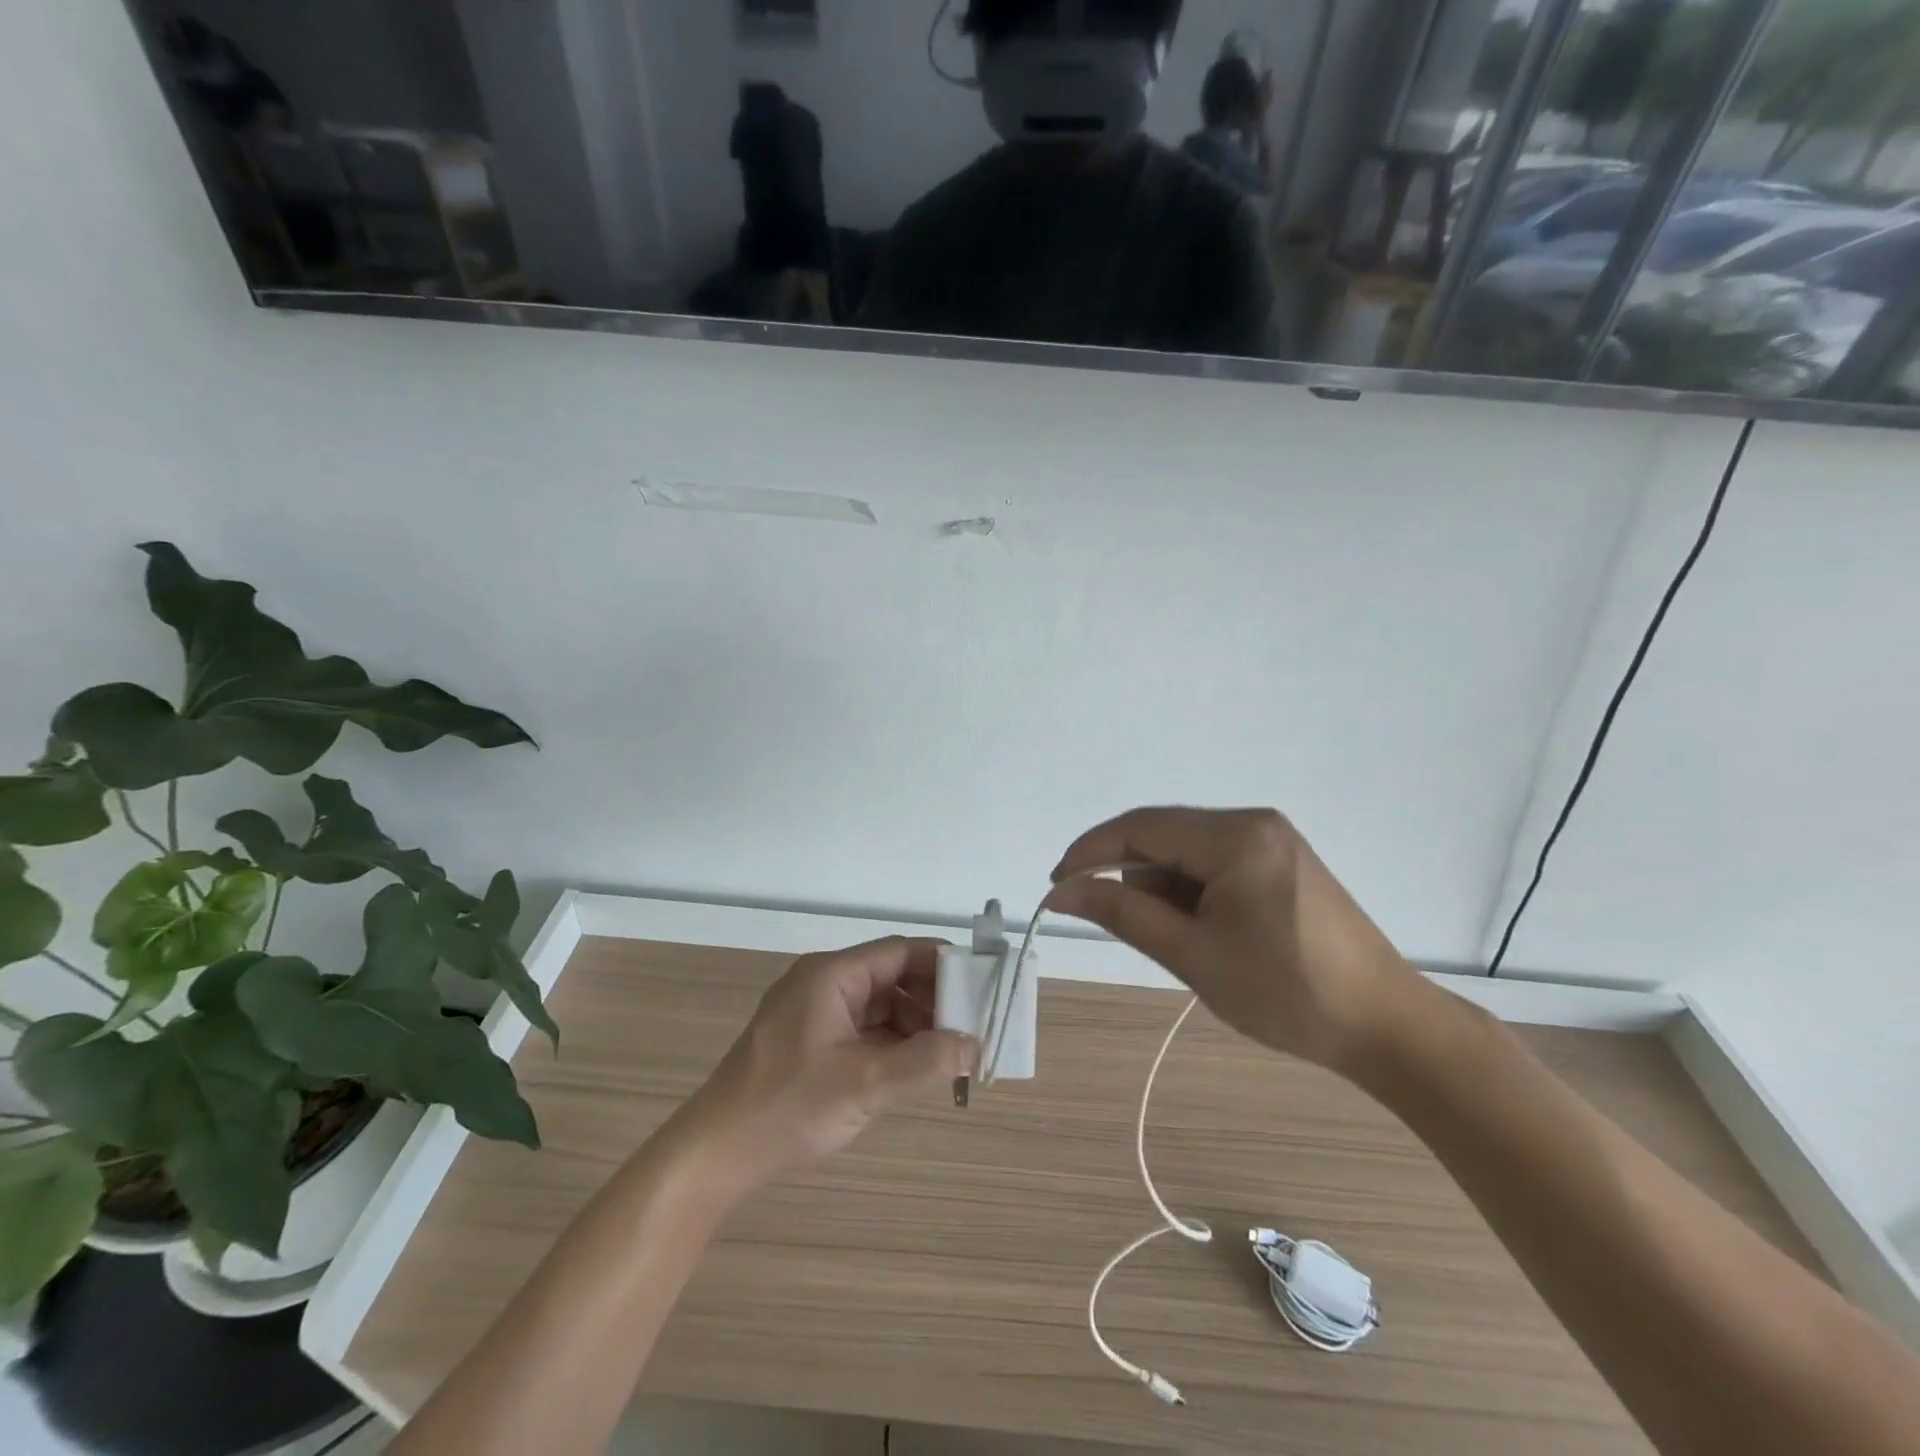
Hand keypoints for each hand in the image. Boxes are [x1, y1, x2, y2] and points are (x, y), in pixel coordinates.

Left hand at [663, 938, 974, 1199]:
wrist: (716, 1153)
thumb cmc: (788, 1106)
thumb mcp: (865, 1084)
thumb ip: (925, 1062)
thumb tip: (974, 1045)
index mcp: (831, 975)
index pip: (899, 952)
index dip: (942, 964)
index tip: (980, 985)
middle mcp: (823, 983)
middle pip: (891, 977)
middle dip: (932, 1000)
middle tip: (972, 1026)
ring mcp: (814, 1013)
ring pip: (879, 1005)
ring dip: (914, 1025)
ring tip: (950, 1052)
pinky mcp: (810, 1041)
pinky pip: (863, 1029)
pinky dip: (891, 1044)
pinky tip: (915, 1067)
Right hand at [1050, 807, 1421, 1072]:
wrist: (1387, 1027)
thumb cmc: (1286, 993)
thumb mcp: (1193, 955)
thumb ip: (1122, 914)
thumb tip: (1061, 893)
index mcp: (1235, 836)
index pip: (1140, 827)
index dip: (1090, 852)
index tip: (1056, 887)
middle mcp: (1253, 823)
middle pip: (1163, 835)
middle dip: (1125, 873)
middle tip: (1101, 918)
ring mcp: (1271, 840)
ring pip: (1187, 851)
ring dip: (1159, 886)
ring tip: (1166, 938)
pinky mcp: (1281, 862)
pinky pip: (1214, 863)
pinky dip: (1189, 891)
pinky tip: (1193, 928)